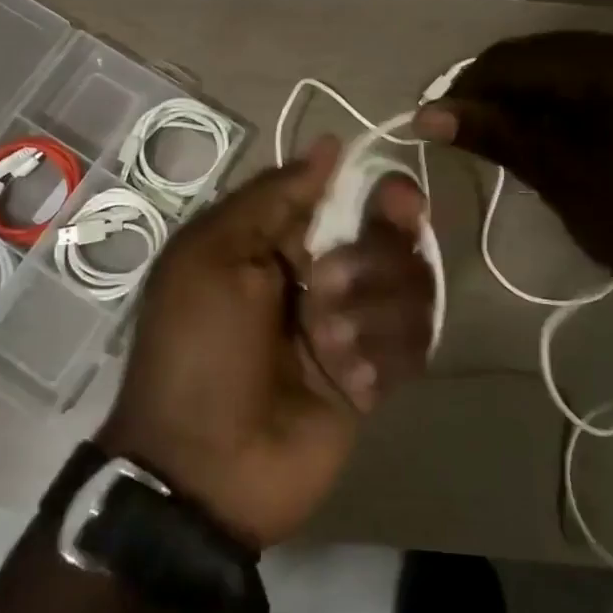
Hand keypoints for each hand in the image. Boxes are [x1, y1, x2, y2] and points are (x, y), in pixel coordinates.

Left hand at [97, 136, 433, 548]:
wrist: (205, 468)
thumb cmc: (199, 349)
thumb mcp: (212, 256)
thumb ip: (273, 196)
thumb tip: (330, 145)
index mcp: (280, 243)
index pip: (351, 199)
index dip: (379, 195)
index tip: (397, 200)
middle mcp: (322, 277)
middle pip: (393, 240)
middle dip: (372, 260)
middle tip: (327, 288)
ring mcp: (353, 328)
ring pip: (411, 290)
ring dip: (372, 313)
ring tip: (327, 345)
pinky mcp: (375, 377)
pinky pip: (414, 346)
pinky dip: (383, 356)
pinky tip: (351, 381)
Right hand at [414, 32, 612, 309]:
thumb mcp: (565, 180)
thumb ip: (498, 136)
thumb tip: (427, 115)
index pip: (517, 58)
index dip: (466, 87)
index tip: (433, 123)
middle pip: (539, 54)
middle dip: (493, 90)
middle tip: (462, 133)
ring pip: (563, 65)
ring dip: (524, 96)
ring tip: (498, 139)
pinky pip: (592, 80)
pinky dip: (557, 103)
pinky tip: (544, 136)